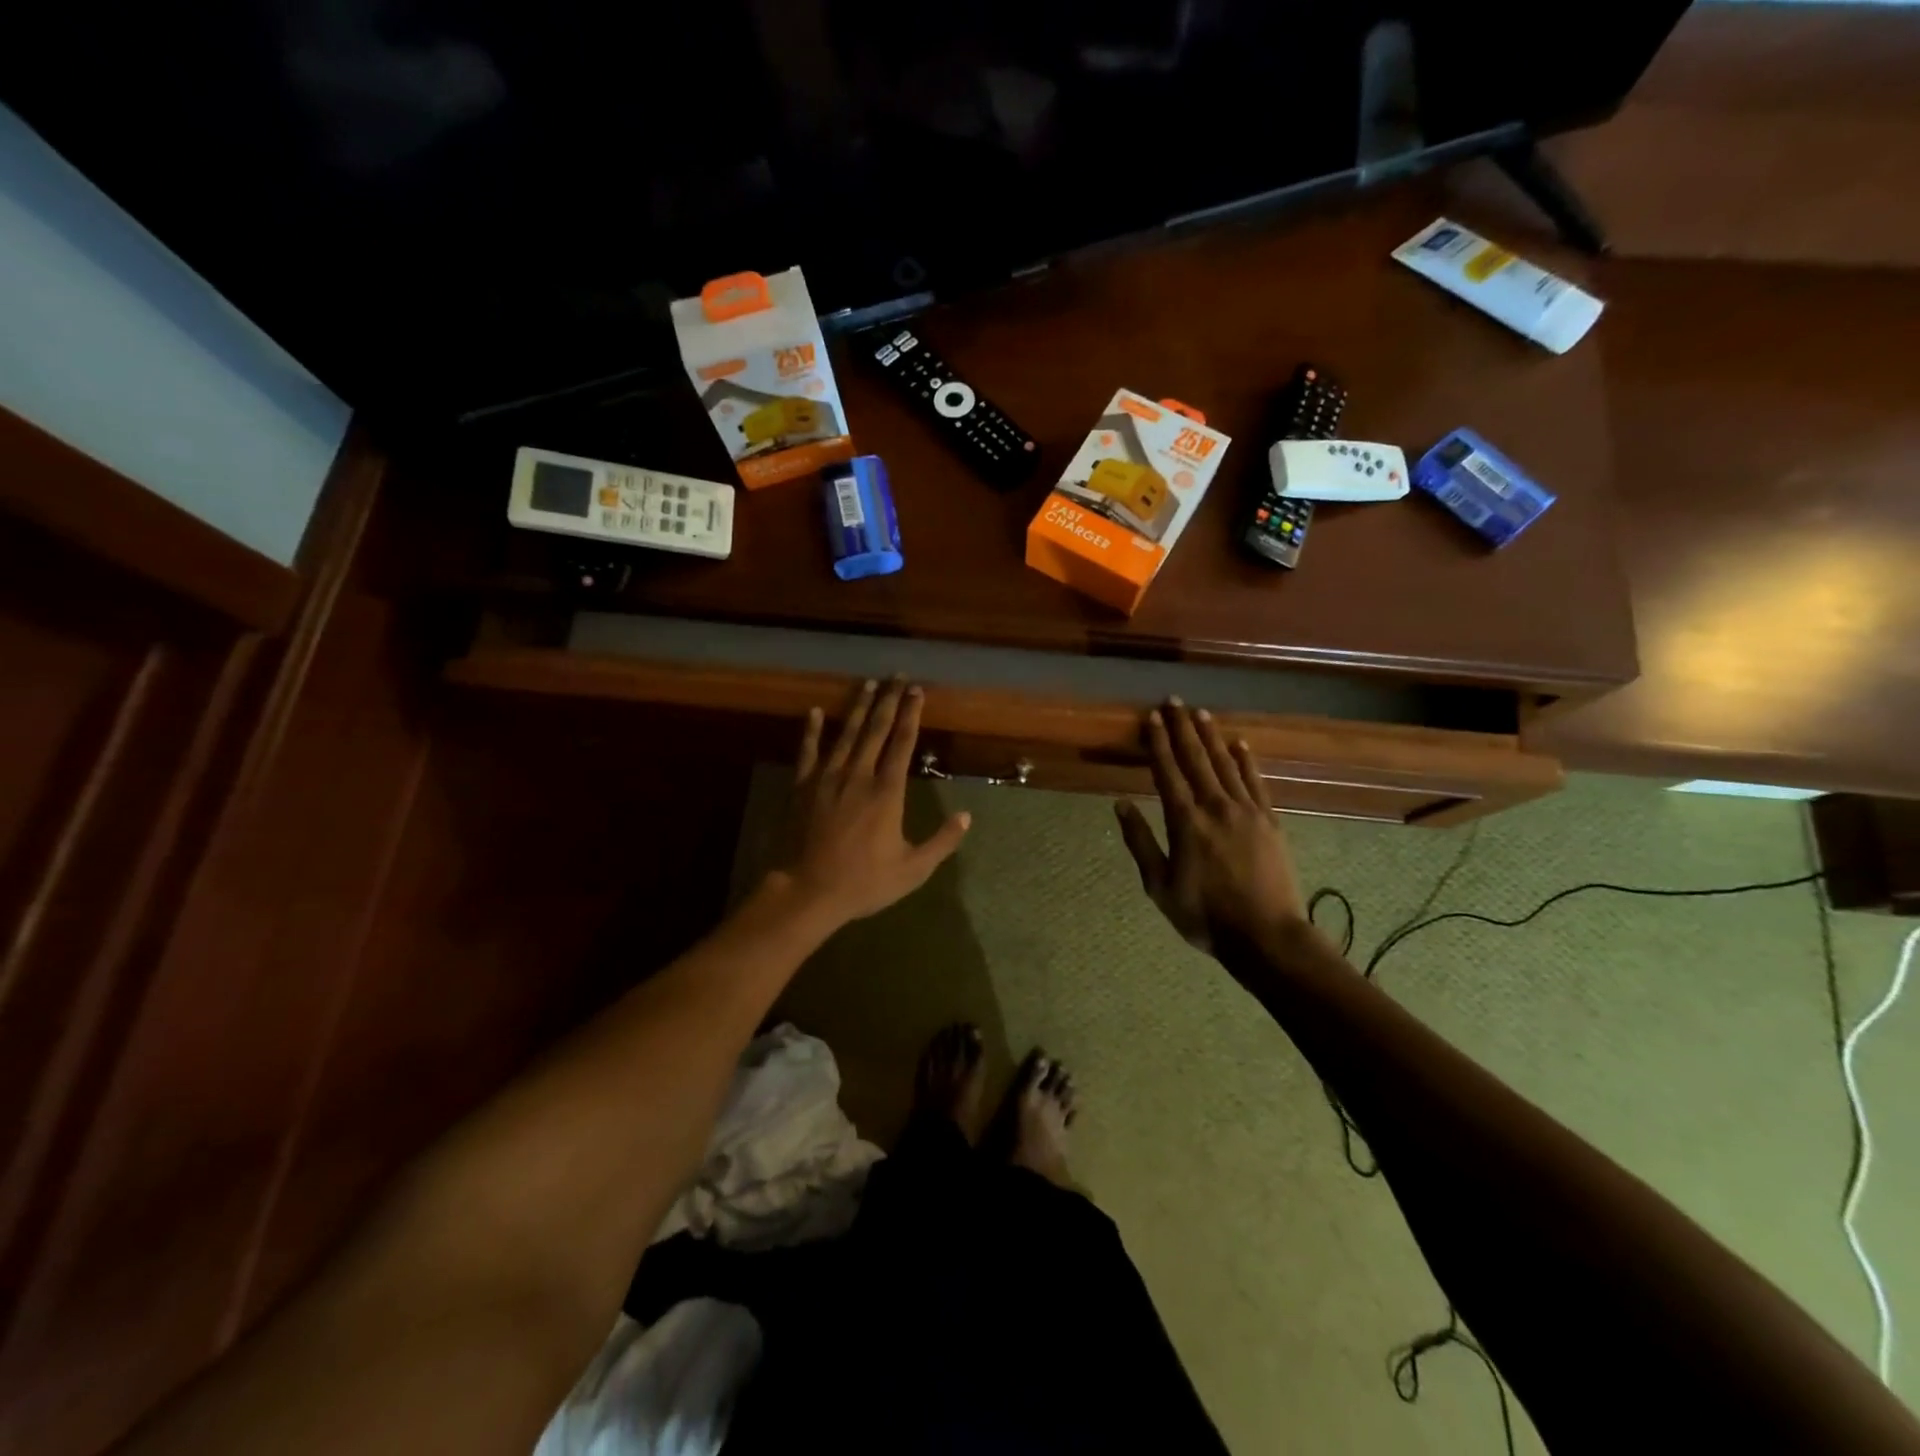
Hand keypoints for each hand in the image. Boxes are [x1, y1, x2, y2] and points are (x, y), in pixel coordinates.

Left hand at [778, 678, 970, 927]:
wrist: (807, 891)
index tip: (917, 691)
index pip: (903, 743)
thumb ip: (942, 841)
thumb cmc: (864, 882)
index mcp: (887, 792)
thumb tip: (967, 816)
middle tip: (897, 676)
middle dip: (888, 701)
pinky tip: (814, 711)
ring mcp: (827, 778)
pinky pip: (807, 751)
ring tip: (867, 683)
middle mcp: (858, 775)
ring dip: (858, 707)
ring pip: (846, 733)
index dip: (911, 715)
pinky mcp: (802, 787)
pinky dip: (811, 730)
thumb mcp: (913, 869)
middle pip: (875, 729)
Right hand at [1115, 700, 1305, 955]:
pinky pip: (1256, 782)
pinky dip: (1247, 761)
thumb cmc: (1205, 915)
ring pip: (1226, 764)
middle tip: (1174, 701)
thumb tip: (1121, 804)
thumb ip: (1140, 842)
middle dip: (1182, 729)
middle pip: (1196, 759)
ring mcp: (1247, 811)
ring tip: (1201, 713)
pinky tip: (1240, 744)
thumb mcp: (1159, 886)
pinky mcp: (1270, 821)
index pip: (1168, 772)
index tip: (1152, 717)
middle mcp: (1215, 807)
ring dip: (1212, 737)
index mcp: (1185, 822)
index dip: (1158, 743)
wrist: (1266, 936)